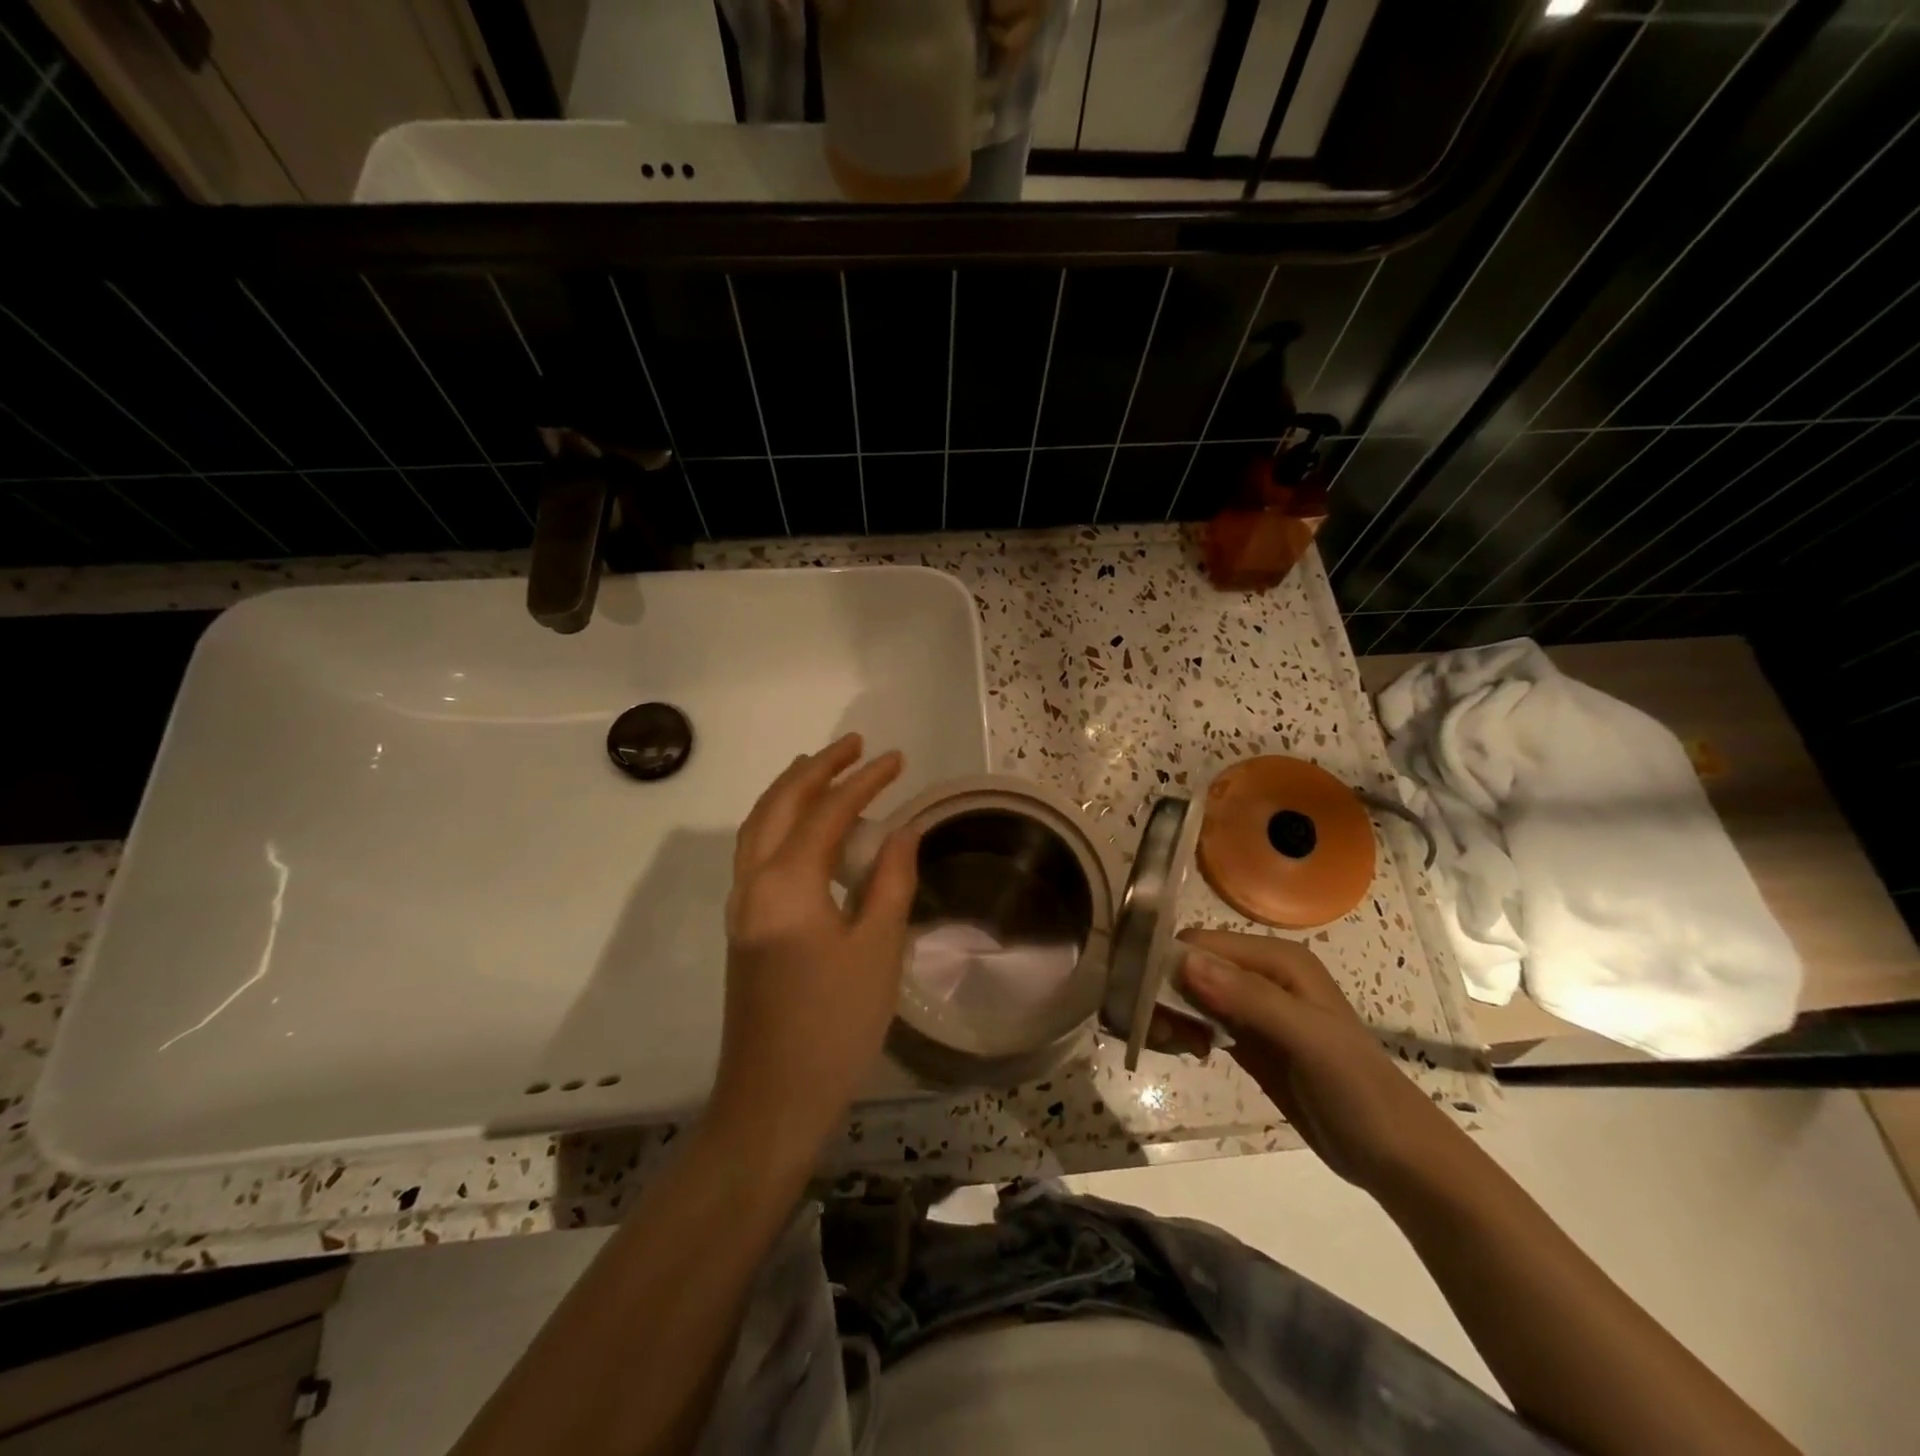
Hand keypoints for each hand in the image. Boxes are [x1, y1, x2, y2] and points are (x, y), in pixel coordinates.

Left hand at [709, 734, 919, 1164]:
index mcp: (787, 886)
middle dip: (816, 768)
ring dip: (791, 790)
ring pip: (758, 826)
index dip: (864, 781)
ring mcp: (741, 906)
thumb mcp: (877, 951)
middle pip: (779, 805)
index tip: (897, 759)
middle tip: (854, 744)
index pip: (827, 813)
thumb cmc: (834, 1026)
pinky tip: (804, 829)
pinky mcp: (743, 927)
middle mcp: (753, 884)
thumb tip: (901, 830)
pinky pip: (756, 851)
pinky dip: (779, 821)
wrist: (773, 1099)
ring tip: (823, 769)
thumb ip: (890, 882)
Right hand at [1177, 928, 1462, 1195]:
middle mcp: (1262, 973)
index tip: (1145, 1000)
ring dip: (1172, 1013)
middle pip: (1192, 965)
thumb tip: (1184, 962)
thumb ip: (1248, 998)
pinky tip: (1189, 1051)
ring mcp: (1254, 1007)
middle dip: (1166, 991)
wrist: (1395, 1156)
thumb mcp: (1307, 1039)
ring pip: (1191, 993)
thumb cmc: (1357, 1090)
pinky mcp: (1248, 1038)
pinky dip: (1185, 1031)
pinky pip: (1201, 1020)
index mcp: (1277, 959)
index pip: (1202, 943)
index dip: (1170, 964)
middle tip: (1160, 1032)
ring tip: (1176, 1046)